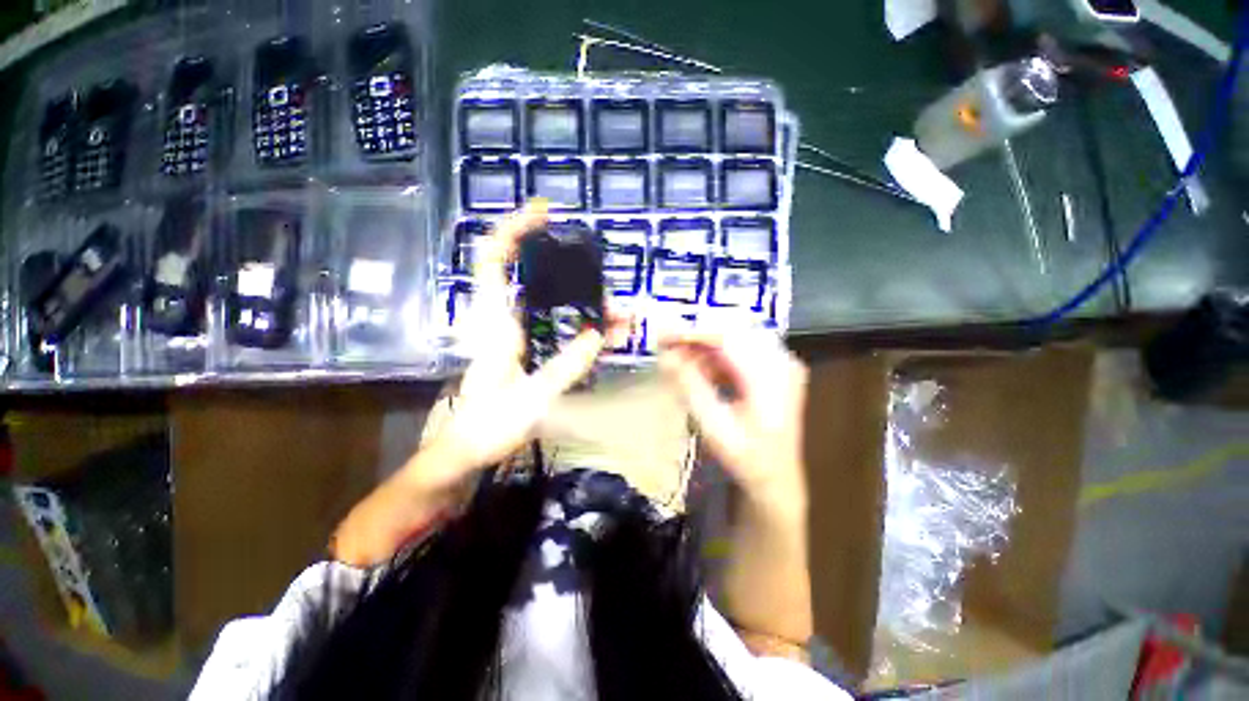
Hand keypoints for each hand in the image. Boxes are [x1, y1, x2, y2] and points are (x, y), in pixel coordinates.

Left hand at [428, 200, 604, 483]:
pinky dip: (586, 326)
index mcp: (495, 325)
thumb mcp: (530, 399)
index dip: (515, 230)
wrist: (468, 452)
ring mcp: (519, 334)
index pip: (494, 261)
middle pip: (538, 280)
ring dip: (589, 305)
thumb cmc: (489, 426)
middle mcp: (506, 321)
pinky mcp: (529, 348)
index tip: (545, 212)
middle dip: (576, 276)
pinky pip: (561, 326)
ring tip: (624, 316)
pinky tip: (610, 334)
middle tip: (610, 290)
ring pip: (555, 304)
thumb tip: (599, 333)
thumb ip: (566, 366)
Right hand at [658, 329, 808, 504]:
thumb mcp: (714, 426)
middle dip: (696, 336)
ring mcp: (781, 362)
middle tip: (666, 345)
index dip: (692, 332)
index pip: (727, 337)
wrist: (777, 478)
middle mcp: (782, 360)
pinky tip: (701, 370)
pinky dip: (717, 356)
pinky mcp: (775, 367)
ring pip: (736, 338)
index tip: (663, 335)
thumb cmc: (747, 458)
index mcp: (771, 376)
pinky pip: (741, 350)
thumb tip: (665, 356)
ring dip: (705, 347)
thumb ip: (690, 386)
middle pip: (732, 331)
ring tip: (680, 360)